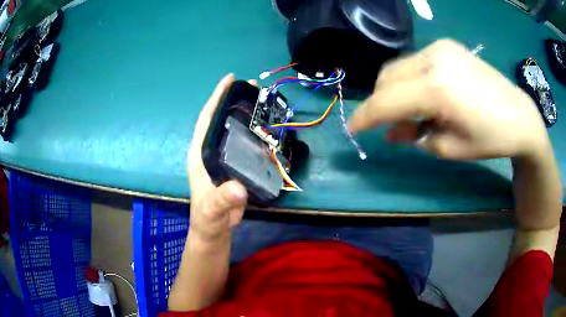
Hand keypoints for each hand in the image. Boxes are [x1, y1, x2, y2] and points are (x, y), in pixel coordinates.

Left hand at [187, 74, 251, 242]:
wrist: (215, 228)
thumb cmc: (208, 217)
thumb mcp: (213, 209)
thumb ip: (223, 200)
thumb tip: (238, 189)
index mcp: (200, 153)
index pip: (206, 119)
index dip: (216, 98)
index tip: (229, 79)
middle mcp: (211, 150)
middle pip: (222, 119)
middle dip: (235, 100)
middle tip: (254, 86)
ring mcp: (224, 157)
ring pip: (235, 130)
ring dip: (247, 114)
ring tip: (264, 101)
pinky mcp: (235, 165)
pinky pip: (246, 144)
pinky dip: (256, 133)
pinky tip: (269, 128)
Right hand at [348, 39, 550, 160]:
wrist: (519, 115)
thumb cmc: (490, 138)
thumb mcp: (450, 148)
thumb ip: (415, 136)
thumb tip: (393, 131)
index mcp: (437, 89)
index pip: (387, 101)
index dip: (365, 117)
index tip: (353, 129)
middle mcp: (434, 59)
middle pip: (388, 78)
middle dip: (382, 103)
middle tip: (393, 127)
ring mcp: (440, 48)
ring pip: (399, 67)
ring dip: (396, 91)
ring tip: (414, 114)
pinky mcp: (446, 46)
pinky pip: (415, 63)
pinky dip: (411, 81)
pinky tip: (427, 96)